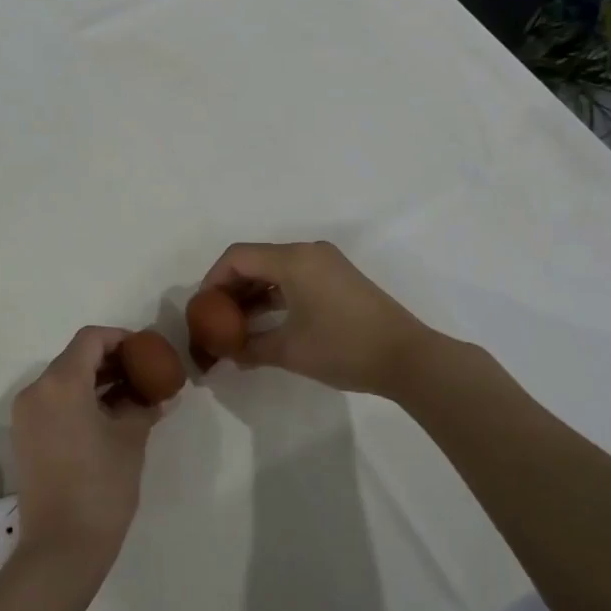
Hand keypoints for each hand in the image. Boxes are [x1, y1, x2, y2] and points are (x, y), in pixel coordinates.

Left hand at [11, 327, 160, 568]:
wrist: (61, 549)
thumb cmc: (101, 486)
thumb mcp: (130, 439)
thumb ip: (144, 406)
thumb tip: (160, 395)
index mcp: (61, 383)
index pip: (90, 339)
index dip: (120, 338)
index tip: (146, 351)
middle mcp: (36, 391)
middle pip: (75, 358)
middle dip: (111, 361)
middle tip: (144, 373)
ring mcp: (26, 415)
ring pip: (64, 381)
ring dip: (96, 381)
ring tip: (132, 396)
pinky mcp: (25, 437)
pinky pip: (54, 403)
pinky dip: (80, 400)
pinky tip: (109, 417)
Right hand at [199, 240, 430, 396]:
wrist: (408, 358)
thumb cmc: (343, 348)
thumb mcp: (289, 351)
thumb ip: (250, 348)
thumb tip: (227, 354)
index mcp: (293, 260)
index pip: (237, 257)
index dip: (212, 280)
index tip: (202, 309)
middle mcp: (308, 252)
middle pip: (255, 260)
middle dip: (230, 288)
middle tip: (215, 319)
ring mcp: (326, 263)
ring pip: (275, 270)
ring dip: (253, 294)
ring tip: (236, 326)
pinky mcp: (338, 278)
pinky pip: (294, 278)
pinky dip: (275, 296)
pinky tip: (265, 323)